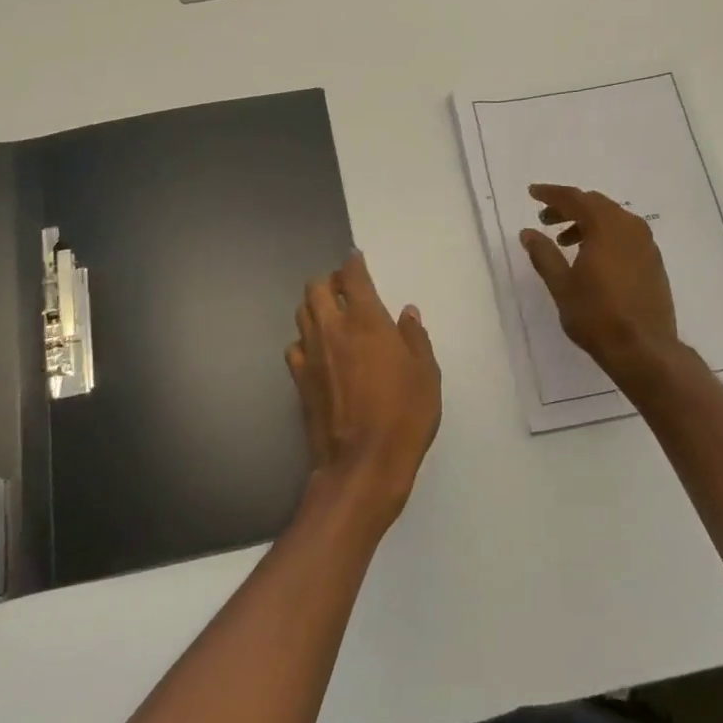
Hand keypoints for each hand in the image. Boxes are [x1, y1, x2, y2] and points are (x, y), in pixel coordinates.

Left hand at [287, 252, 441, 533]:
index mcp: (368, 322)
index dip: (353, 263)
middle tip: (346, 290)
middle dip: (330, 281)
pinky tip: (319, 352)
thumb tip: (407, 313)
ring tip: (332, 315)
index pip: (353, 277)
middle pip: (317, 288)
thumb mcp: (427, 374)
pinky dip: (306, 340)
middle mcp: (334, 329)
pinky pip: (295, 346)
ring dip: (316, 306)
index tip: (356, 259)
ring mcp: (311, 354)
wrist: (363, 464)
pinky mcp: (298, 379)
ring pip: (302, 313)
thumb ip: (415, 338)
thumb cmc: (405, 416)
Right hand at [520, 185, 680, 379]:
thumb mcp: (561, 285)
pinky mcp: (653, 262)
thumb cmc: (596, 315)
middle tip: (546, 219)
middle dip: (569, 208)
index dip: (551, 194)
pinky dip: (605, 237)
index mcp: (606, 226)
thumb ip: (544, 254)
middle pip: (596, 204)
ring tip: (565, 243)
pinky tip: (592, 258)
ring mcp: (646, 244)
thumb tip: (528, 232)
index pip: (575, 198)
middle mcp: (630, 227)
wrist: (644, 348)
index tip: (533, 193)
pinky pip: (625, 236)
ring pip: (612, 220)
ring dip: (587, 223)